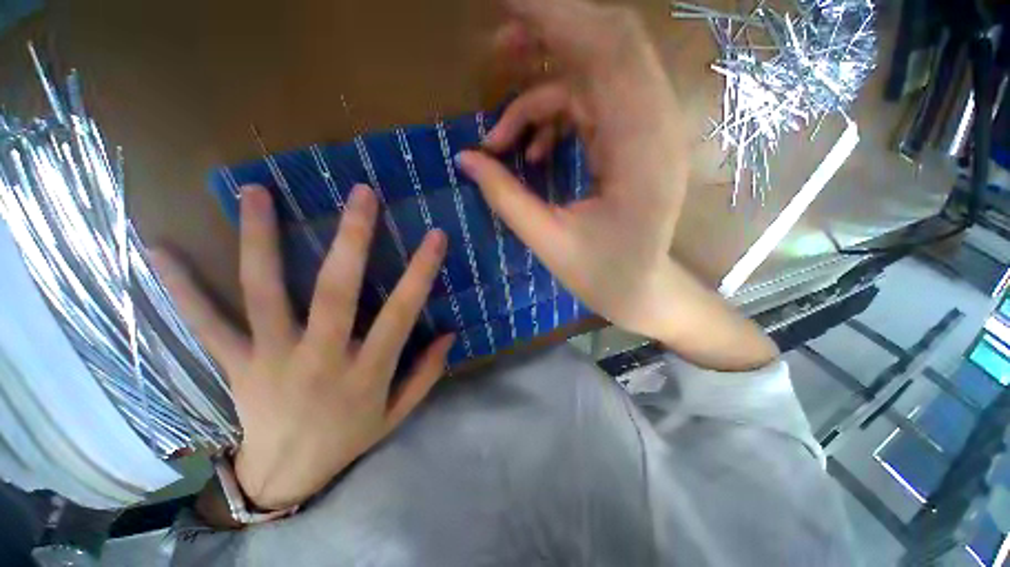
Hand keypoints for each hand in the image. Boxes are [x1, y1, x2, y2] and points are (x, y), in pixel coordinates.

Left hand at [152, 184, 453, 510]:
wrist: (284, 476)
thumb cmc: (348, 439)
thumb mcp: (397, 413)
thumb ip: (426, 374)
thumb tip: (450, 335)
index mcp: (365, 371)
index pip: (400, 312)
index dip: (420, 272)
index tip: (435, 235)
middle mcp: (319, 358)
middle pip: (335, 291)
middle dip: (352, 239)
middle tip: (362, 194)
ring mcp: (271, 358)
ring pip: (264, 293)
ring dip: (260, 240)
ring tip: (257, 192)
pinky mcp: (236, 363)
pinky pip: (206, 324)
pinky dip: (182, 289)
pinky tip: (160, 248)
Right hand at [458, 0, 777, 370]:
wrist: (641, 289)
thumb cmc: (603, 275)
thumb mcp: (548, 242)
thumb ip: (506, 197)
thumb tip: (466, 158)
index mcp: (641, 151)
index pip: (608, 49)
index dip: (557, 15)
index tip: (507, 5)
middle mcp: (653, 127)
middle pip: (607, 45)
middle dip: (548, 34)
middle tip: (497, 43)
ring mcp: (645, 132)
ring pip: (592, 77)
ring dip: (541, 89)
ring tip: (500, 130)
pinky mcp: (631, 143)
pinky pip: (589, 108)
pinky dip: (553, 120)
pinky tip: (530, 153)